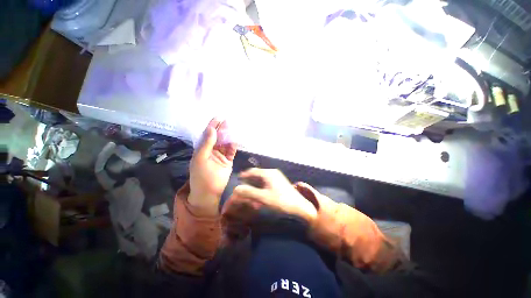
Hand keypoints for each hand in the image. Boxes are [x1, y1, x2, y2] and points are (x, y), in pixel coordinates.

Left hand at [189, 119, 236, 213]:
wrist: (209, 192)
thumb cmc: (201, 176)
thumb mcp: (200, 159)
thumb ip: (206, 144)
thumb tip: (211, 129)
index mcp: (202, 149)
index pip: (208, 134)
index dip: (212, 125)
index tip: (218, 117)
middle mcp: (212, 150)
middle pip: (218, 137)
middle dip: (222, 129)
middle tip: (228, 121)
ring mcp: (221, 155)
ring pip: (226, 143)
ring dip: (229, 136)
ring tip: (233, 129)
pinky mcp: (228, 160)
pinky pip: (231, 151)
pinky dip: (234, 145)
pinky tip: (236, 140)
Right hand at [228, 168, 317, 222]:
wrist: (299, 206)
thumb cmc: (281, 201)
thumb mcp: (263, 197)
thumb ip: (249, 192)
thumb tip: (236, 188)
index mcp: (268, 173)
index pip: (252, 171)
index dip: (244, 175)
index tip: (238, 178)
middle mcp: (272, 172)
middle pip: (257, 174)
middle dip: (249, 179)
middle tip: (243, 184)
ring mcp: (277, 177)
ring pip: (262, 178)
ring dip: (255, 182)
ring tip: (250, 188)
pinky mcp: (279, 182)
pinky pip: (267, 181)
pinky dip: (261, 185)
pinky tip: (259, 192)